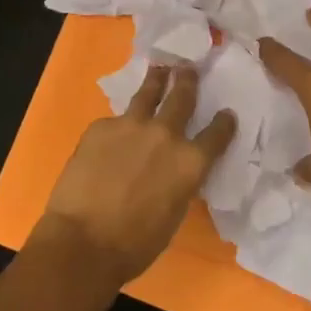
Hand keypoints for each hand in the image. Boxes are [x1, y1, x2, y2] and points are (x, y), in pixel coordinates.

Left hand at [39, 65, 236, 285]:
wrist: (83, 240)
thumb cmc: (135, 243)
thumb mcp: (173, 213)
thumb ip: (179, 182)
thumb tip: (174, 170)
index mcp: (190, 163)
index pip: (217, 135)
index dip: (224, 124)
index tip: (227, 114)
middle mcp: (165, 135)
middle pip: (182, 99)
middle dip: (188, 82)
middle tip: (189, 68)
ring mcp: (131, 125)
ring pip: (148, 93)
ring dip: (157, 79)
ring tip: (160, 67)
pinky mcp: (101, 126)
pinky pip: (115, 121)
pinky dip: (118, 125)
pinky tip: (112, 133)